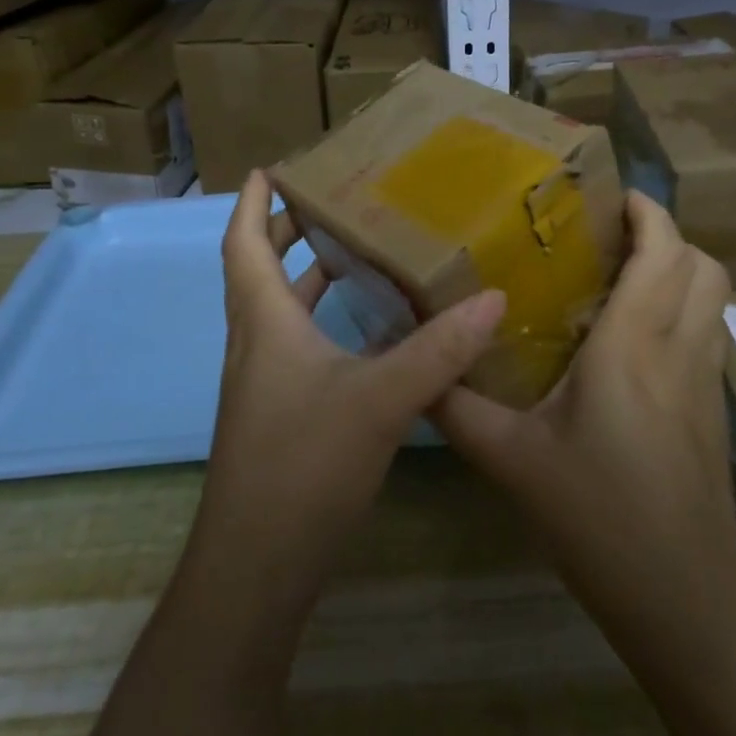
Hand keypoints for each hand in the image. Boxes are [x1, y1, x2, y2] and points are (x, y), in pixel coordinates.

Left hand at [195, 171, 506, 603]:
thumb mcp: (382, 399)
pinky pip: (298, 346)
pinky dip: (325, 322)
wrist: (257, 568)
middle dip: (285, 231)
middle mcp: (256, 344)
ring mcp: (265, 384)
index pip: (242, 243)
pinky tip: (368, 332)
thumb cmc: (304, 465)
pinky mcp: (281, 415)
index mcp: (264, 323)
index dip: (251, 202)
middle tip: (329, 201)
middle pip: (259, 271)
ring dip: (307, 276)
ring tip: (355, 252)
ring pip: (280, 311)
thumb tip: (494, 297)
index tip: (269, 167)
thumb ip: (439, 349)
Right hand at [431, 192, 735, 735]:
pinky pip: (706, 331)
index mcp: (633, 345)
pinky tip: (631, 338)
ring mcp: (705, 379)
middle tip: (608, 235)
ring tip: (619, 275)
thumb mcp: (510, 459)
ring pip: (712, 297)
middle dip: (665, 233)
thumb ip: (456, 406)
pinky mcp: (712, 408)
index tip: (608, 196)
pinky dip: (681, 308)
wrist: (682, 598)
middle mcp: (679, 348)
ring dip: (678, 269)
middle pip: (702, 264)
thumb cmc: (597, 518)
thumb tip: (418, 368)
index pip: (663, 252)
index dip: (647, 211)